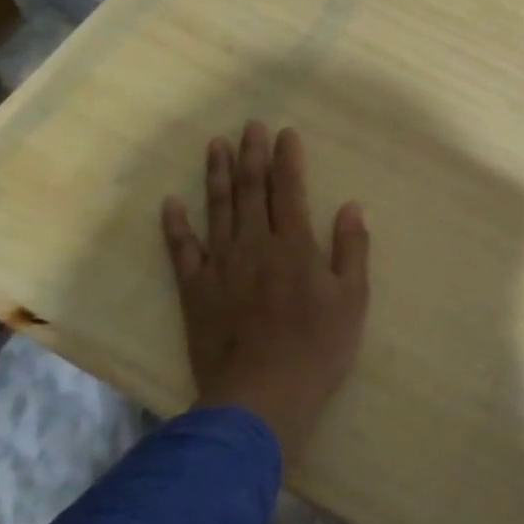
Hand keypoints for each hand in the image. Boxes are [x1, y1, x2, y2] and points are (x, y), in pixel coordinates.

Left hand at [161, 120, 370, 460]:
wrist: (261, 398)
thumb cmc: (317, 349)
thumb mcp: (352, 300)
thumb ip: (351, 249)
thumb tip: (350, 205)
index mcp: (295, 245)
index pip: (290, 190)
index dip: (288, 159)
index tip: (285, 132)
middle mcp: (255, 245)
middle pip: (252, 191)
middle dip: (252, 155)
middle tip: (250, 125)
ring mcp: (221, 266)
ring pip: (218, 210)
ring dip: (217, 175)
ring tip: (216, 145)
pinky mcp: (195, 291)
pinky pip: (182, 251)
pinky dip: (175, 226)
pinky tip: (171, 203)